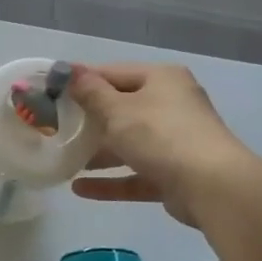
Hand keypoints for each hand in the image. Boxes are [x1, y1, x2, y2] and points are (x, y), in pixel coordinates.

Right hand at [67, 63, 246, 226]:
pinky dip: (110, 180)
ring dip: (96, 153)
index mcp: (161, 79)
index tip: (49, 93)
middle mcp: (171, 105)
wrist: (212, 187)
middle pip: (120, 109)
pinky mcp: (173, 174)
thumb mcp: (117, 110)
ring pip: (128, 143)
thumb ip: (90, 92)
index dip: (80, 82)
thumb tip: (70, 72)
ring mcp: (174, 141)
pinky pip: (135, 173)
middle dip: (87, 121)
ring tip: (62, 159)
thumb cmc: (160, 135)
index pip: (112, 73)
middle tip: (52, 128)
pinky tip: (78, 188)